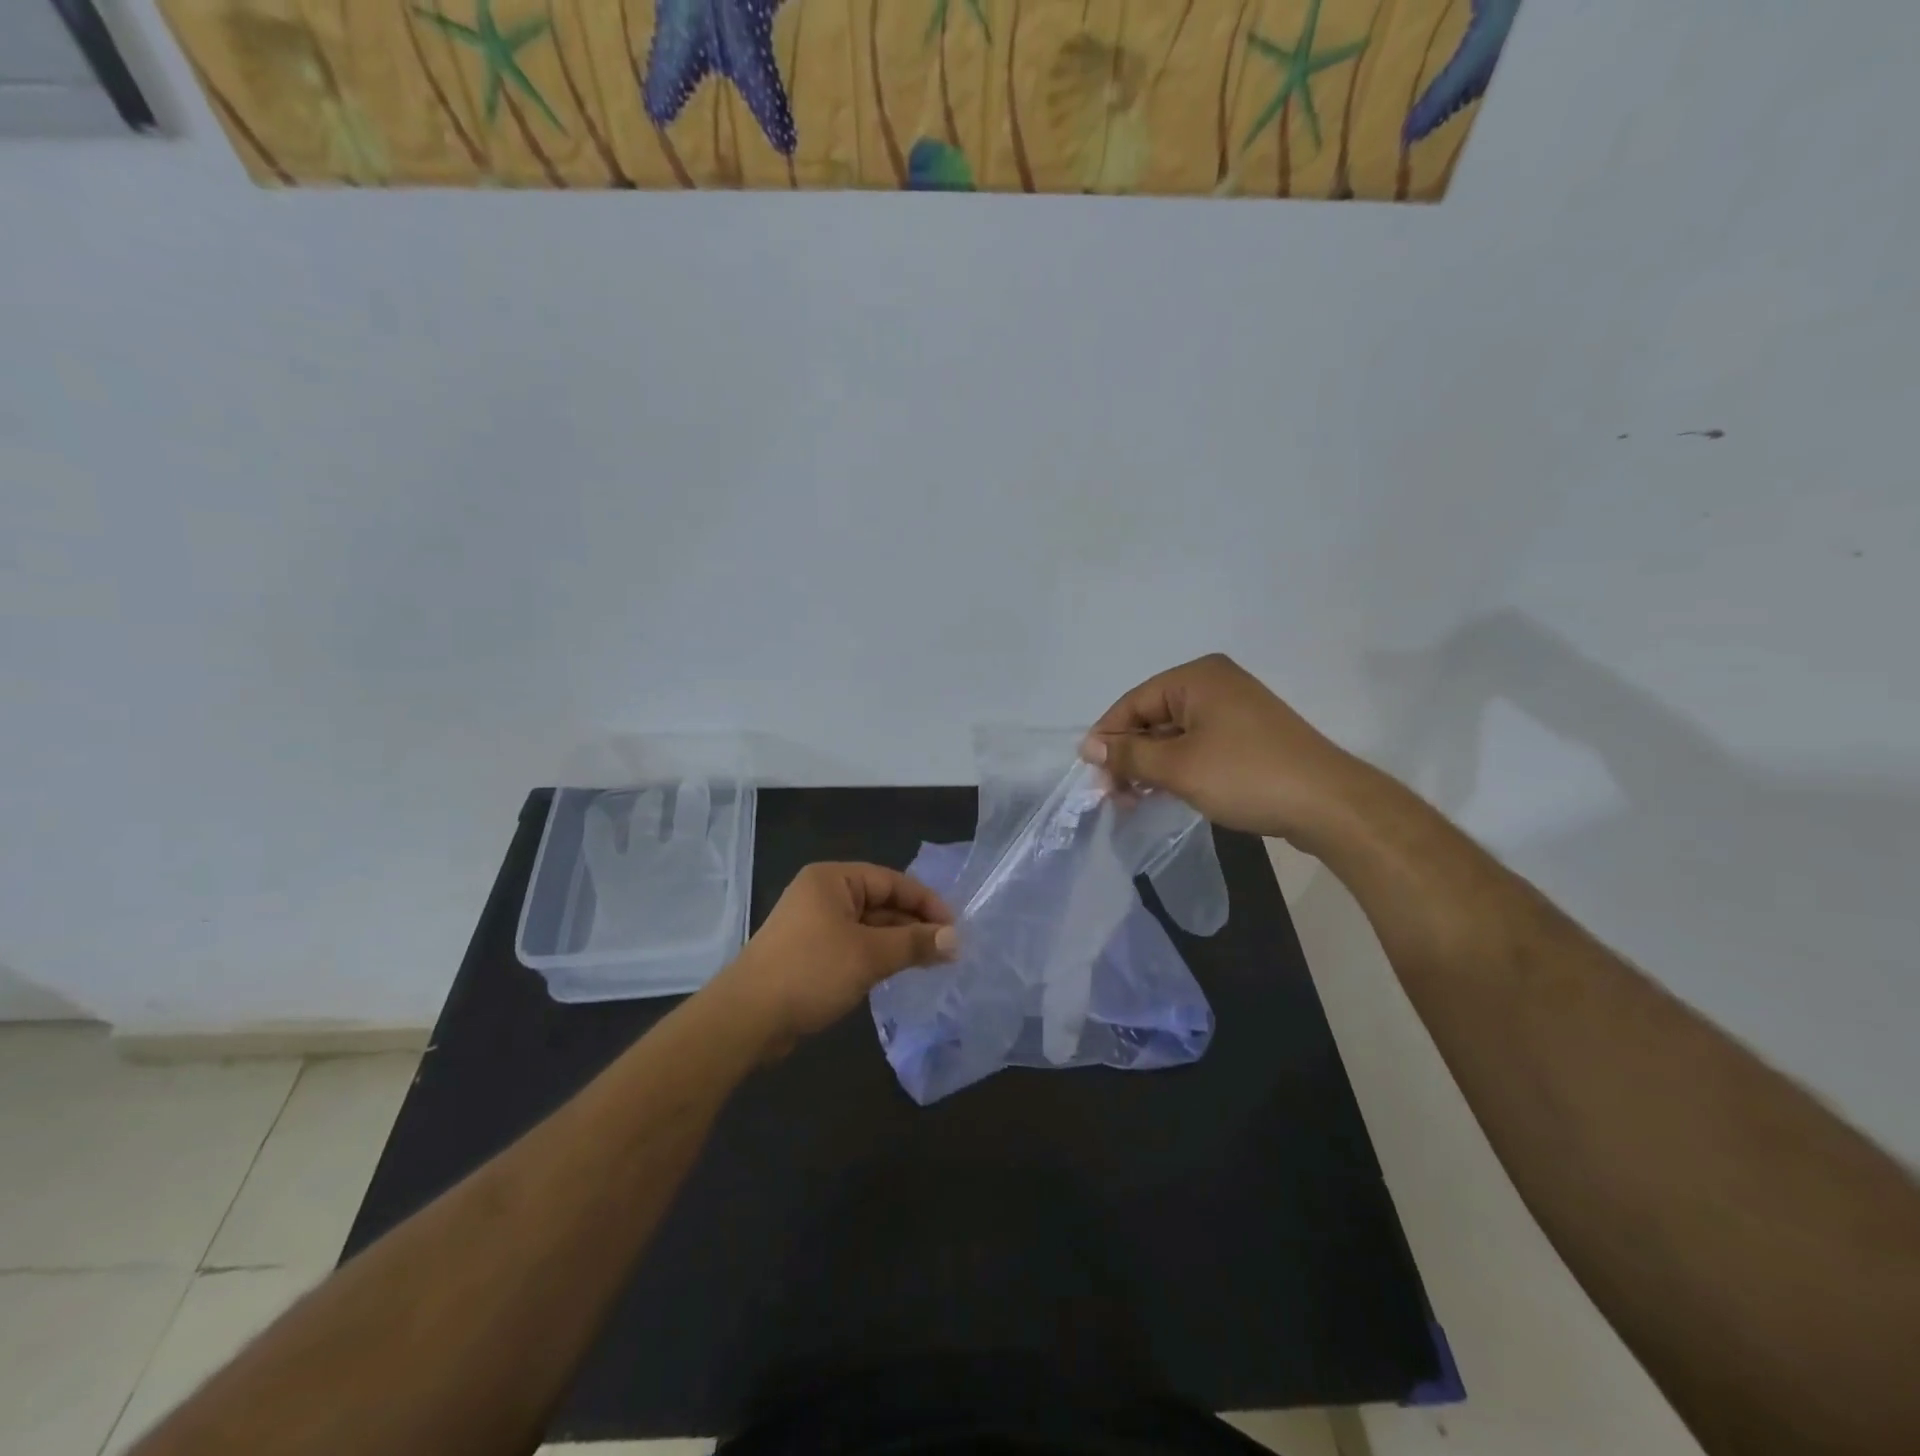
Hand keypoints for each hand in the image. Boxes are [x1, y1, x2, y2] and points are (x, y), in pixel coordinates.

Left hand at [712, 862, 955, 1055]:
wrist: (747, 1018)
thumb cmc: (810, 972)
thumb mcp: (869, 955)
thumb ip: (914, 943)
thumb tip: (956, 939)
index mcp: (832, 879)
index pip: (891, 881)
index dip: (926, 902)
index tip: (955, 927)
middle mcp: (822, 894)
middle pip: (880, 902)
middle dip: (914, 924)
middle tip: (948, 950)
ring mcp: (813, 925)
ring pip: (868, 927)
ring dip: (898, 943)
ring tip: (931, 963)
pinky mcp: (809, 954)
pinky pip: (853, 946)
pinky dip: (877, 957)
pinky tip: (898, 973)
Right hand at [1081, 653, 1367, 845]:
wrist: (1328, 804)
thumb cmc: (1245, 776)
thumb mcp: (1177, 767)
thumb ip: (1129, 753)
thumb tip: (1089, 745)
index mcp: (1196, 677)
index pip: (1133, 702)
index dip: (1108, 737)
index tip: (1091, 774)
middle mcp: (1214, 684)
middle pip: (1153, 716)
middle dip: (1129, 754)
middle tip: (1112, 794)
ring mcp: (1234, 710)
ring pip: (1174, 734)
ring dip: (1151, 765)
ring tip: (1134, 799)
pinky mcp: (1248, 736)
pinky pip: (1198, 745)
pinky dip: (1177, 767)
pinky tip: (1164, 792)